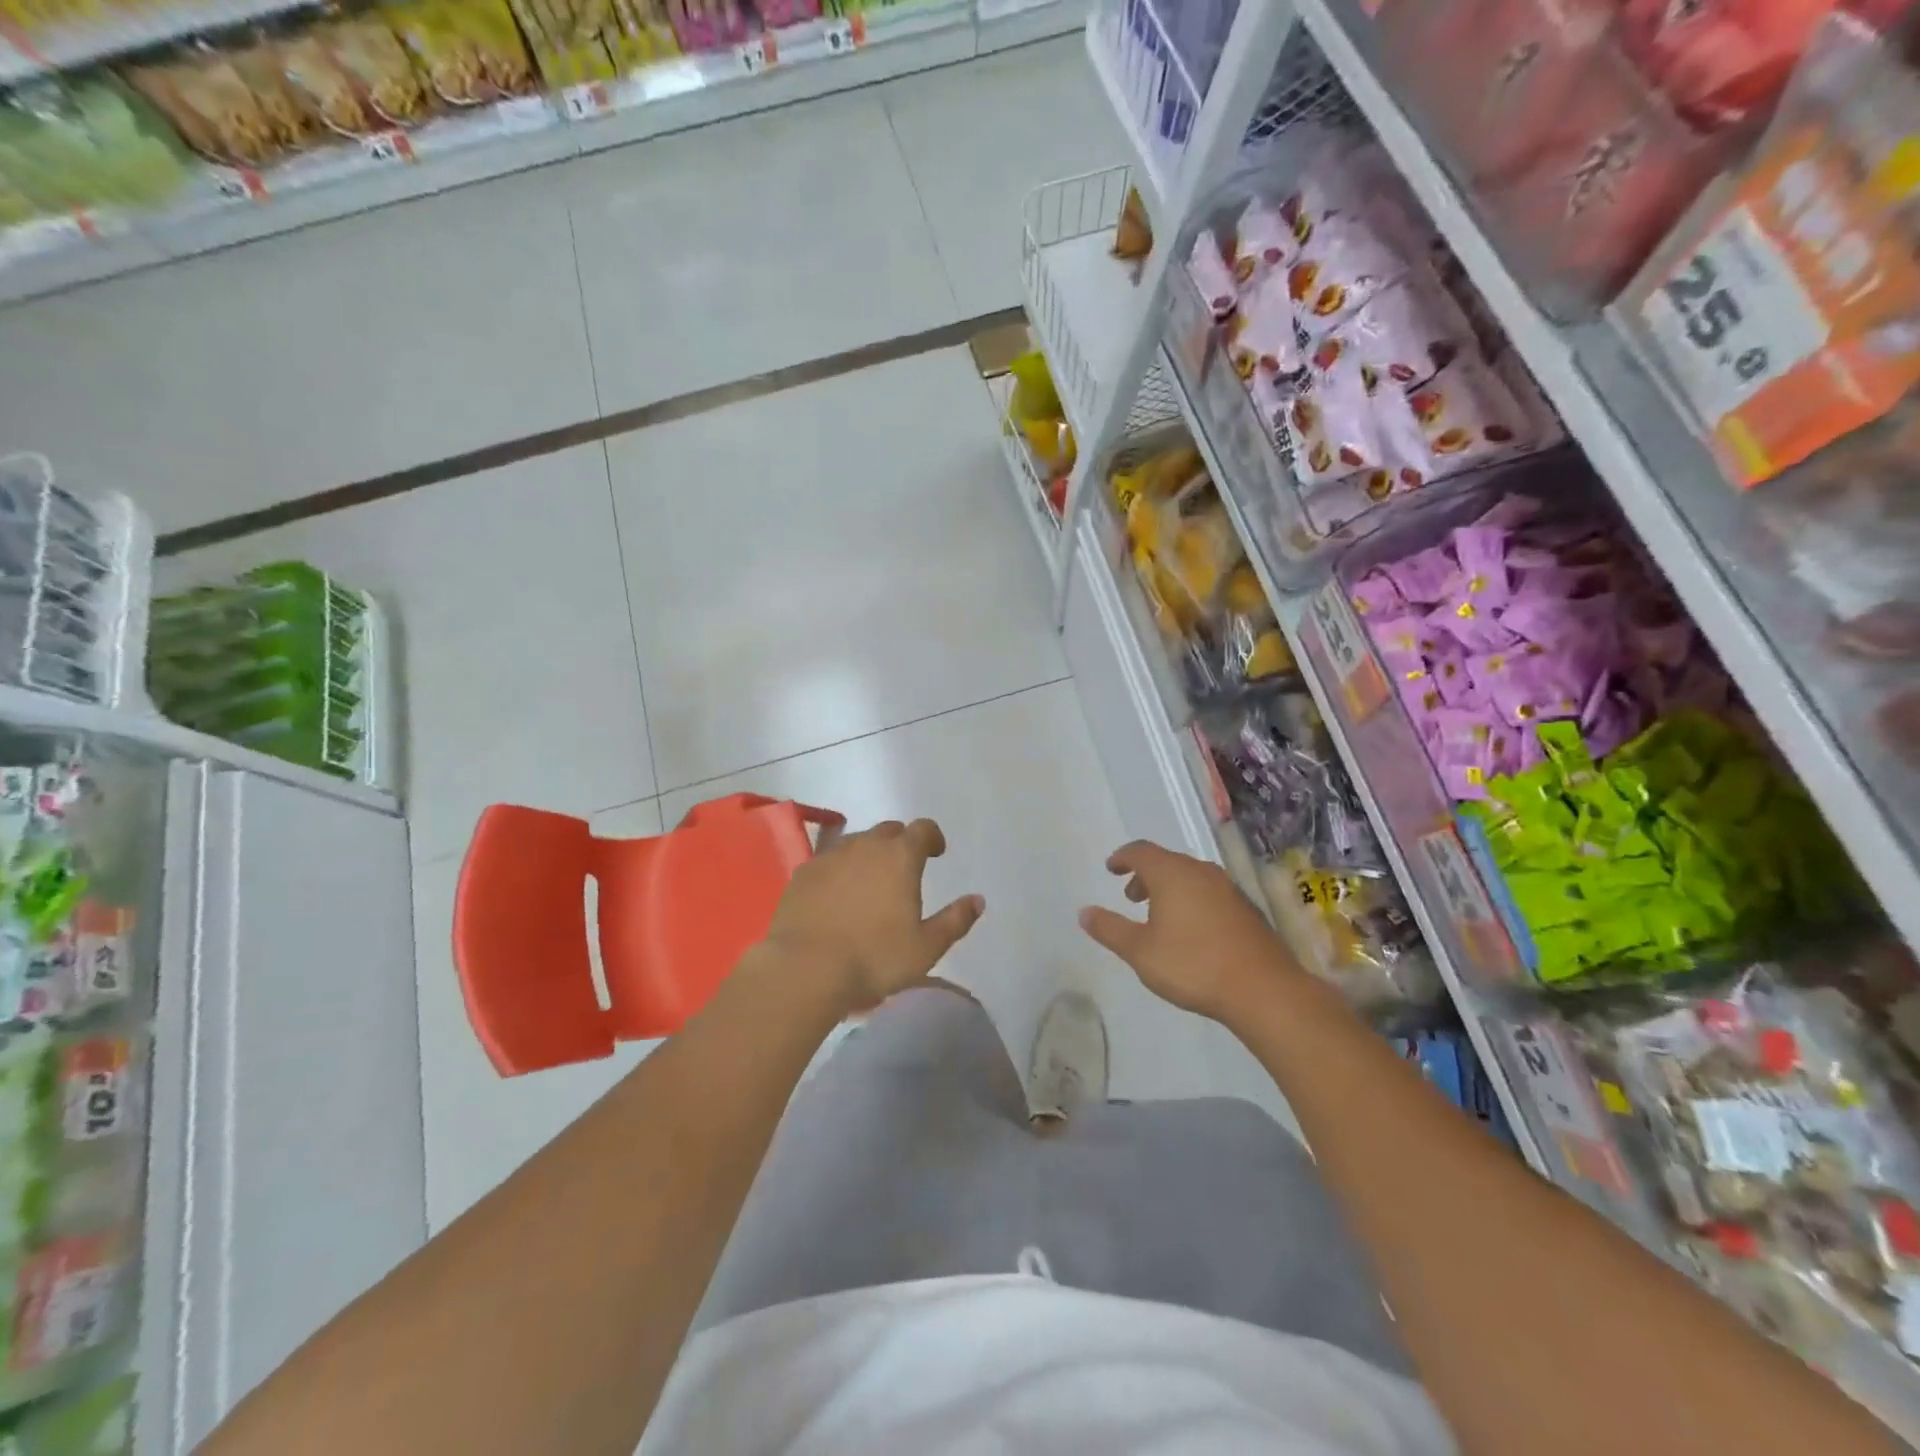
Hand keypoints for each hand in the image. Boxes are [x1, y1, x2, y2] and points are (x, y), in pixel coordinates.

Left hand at [764, 818, 984, 1009]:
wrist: (805, 968)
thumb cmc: (874, 957)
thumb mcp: (926, 947)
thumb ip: (955, 920)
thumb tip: (977, 900)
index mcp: (900, 857)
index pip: (923, 829)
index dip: (932, 837)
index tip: (936, 852)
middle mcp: (865, 846)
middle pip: (889, 831)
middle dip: (901, 843)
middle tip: (904, 868)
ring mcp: (830, 856)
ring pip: (856, 842)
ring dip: (869, 853)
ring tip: (870, 881)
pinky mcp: (803, 873)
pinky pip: (828, 860)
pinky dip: (839, 870)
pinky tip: (837, 895)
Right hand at [1079, 840, 1299, 1023]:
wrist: (1263, 989)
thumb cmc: (1193, 965)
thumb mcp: (1140, 951)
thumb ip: (1110, 929)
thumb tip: (1084, 912)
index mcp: (1172, 873)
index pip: (1141, 851)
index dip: (1123, 857)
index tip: (1111, 868)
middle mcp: (1200, 872)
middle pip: (1167, 862)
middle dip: (1145, 875)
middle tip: (1131, 897)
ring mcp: (1228, 889)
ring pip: (1190, 877)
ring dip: (1169, 889)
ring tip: (1159, 916)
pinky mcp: (1246, 909)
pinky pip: (1209, 892)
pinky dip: (1191, 900)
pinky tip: (1191, 931)